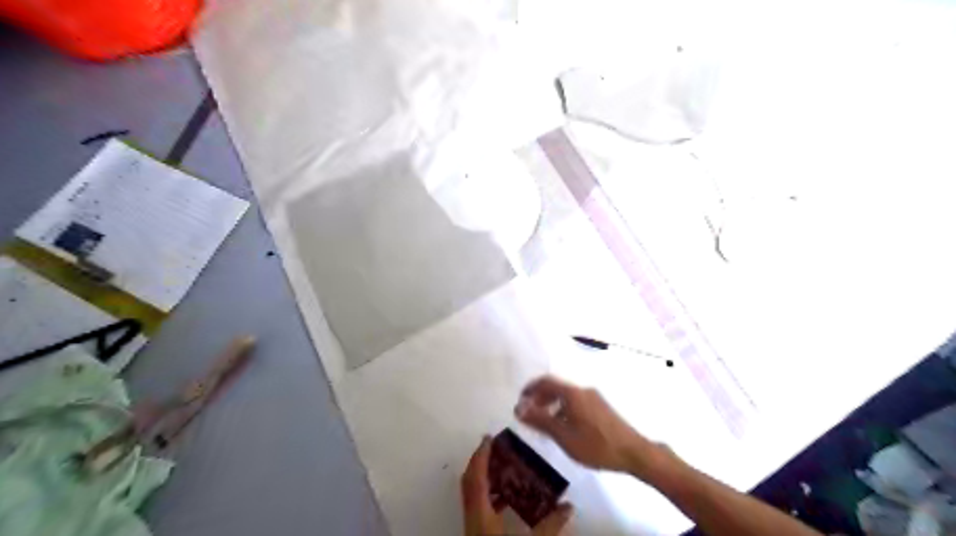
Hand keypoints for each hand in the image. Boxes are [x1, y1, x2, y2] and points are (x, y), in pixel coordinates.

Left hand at [462, 436, 573, 534]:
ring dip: (482, 476)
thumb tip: (569, 507)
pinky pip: (477, 505)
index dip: (480, 456)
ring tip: (501, 466)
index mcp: (481, 515)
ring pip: (471, 493)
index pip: (476, 477)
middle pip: (468, 481)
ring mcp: (472, 526)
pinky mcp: (476, 533)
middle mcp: (472, 517)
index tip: (488, 438)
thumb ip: (550, 527)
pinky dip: (487, 494)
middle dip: (479, 461)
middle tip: (493, 447)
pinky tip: (504, 497)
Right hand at [515, 376, 658, 473]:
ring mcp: (594, 398)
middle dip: (540, 397)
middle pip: (556, 387)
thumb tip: (518, 408)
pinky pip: (576, 402)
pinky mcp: (601, 407)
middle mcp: (583, 390)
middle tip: (530, 413)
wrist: (634, 452)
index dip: (530, 388)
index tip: (520, 401)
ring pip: (566, 395)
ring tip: (545, 423)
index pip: (546, 381)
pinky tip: (565, 427)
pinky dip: (563, 408)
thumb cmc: (595, 445)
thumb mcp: (563, 436)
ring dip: (552, 404)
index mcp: (572, 393)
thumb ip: (540, 420)